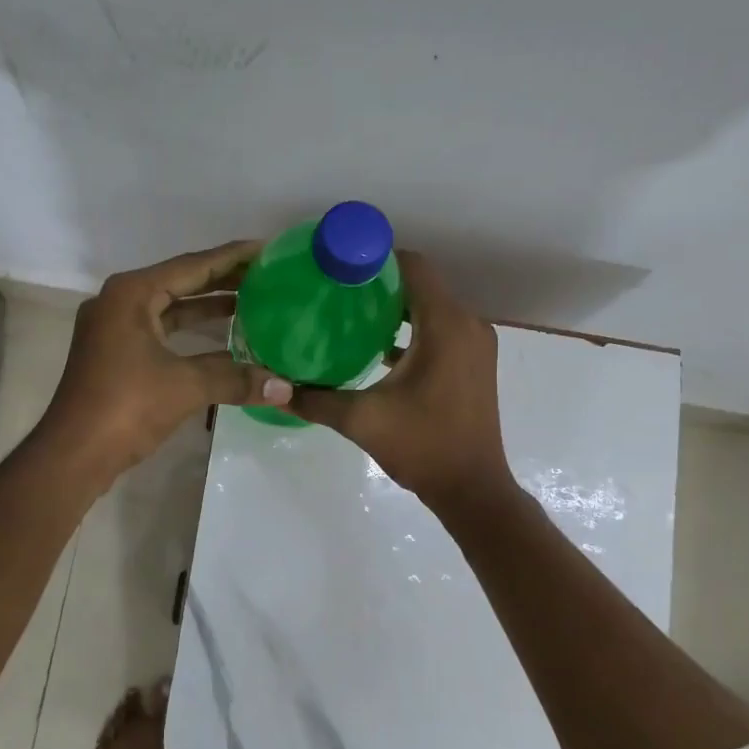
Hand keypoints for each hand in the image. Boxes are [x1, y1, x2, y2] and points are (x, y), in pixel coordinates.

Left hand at [38, 241, 292, 483]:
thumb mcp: (185, 386)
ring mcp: (114, 329)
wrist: (73, 453)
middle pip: (180, 282)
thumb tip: (285, 387)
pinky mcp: (116, 355)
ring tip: (253, 303)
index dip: (232, 257)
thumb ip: (236, 379)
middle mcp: (120, 302)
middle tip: (267, 276)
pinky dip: (191, 333)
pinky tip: (223, 340)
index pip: (192, 266)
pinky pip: (162, 332)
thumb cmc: (125, 406)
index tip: (266, 249)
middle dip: (223, 280)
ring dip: (207, 307)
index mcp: (131, 294)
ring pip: (170, 309)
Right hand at [289, 251, 514, 510]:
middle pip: (421, 284)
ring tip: (348, 314)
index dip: (375, 258)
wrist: (472, 490)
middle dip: (379, 283)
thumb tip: (273, 388)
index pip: (413, 267)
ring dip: (395, 307)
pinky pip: (441, 329)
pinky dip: (412, 329)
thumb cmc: (422, 447)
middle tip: (334, 290)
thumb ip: (315, 399)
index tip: (338, 265)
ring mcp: (475, 344)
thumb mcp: (361, 420)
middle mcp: (467, 325)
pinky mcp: (474, 363)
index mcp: (445, 326)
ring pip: (431, 307)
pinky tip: (376, 346)